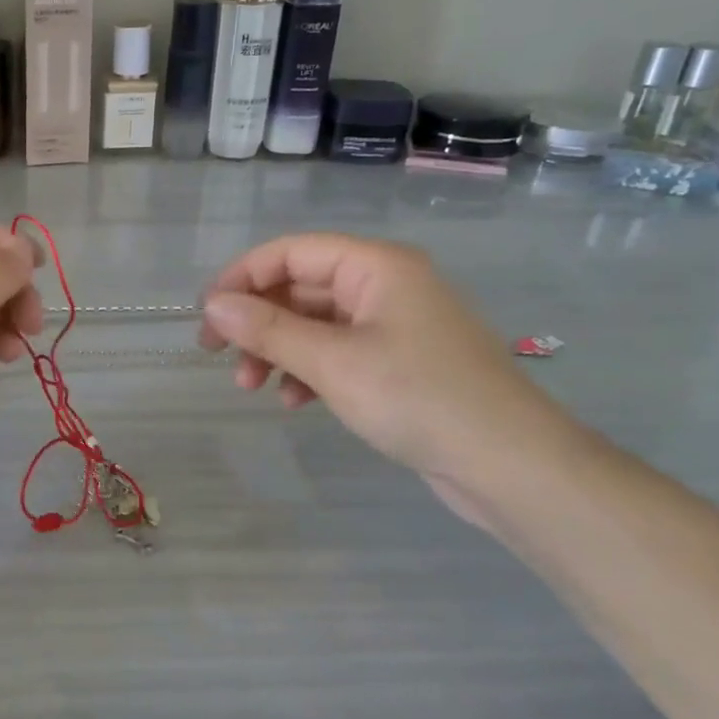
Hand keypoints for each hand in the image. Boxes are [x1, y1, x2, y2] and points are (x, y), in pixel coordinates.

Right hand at [199, 234, 573, 519]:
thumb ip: (267, 329)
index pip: (290, 252)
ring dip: (277, 350)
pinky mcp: (398, 362)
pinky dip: (308, 371)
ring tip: (250, 387)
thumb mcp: (332, 362)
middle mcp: (383, 284)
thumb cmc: (418, 398)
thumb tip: (212, 305)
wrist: (512, 467)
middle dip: (256, 322)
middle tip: (217, 356)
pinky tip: (293, 403)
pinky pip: (336, 352)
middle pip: (299, 287)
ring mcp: (393, 325)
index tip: (206, 315)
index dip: (241, 277)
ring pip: (313, 323)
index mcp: (375, 265)